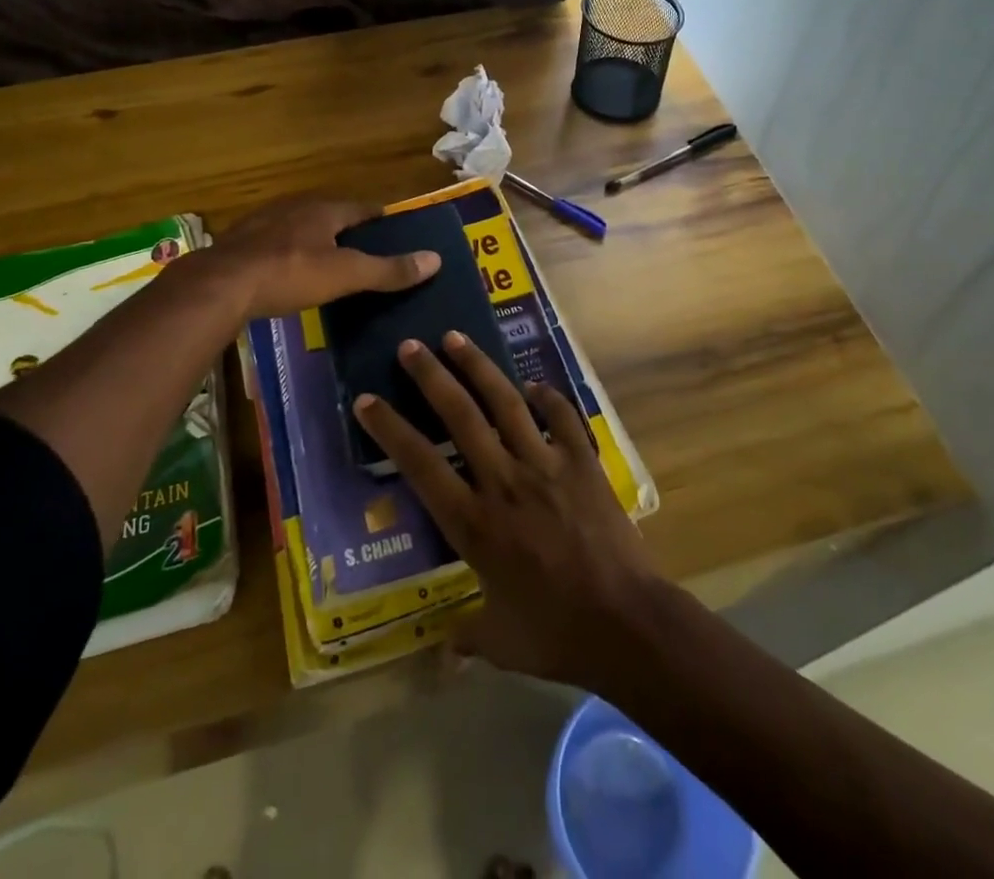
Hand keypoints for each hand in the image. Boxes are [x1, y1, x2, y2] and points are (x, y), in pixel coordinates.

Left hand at [200, 199, 439, 319]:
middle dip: (348, 229)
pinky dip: (289, 254)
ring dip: (316, 240)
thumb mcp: (346, 275)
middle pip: (330, 214)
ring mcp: (263, 223)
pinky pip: (275, 244)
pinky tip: (289, 273)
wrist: (220, 285)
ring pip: (300, 227)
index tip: (396, 229)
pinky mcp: (240, 244)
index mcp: (323, 210)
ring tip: (331, 262)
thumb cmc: (290, 273)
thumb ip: (388, 269)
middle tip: (366, 250)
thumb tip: (436, 259)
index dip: (380, 218)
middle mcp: (294, 207)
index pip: (362, 208)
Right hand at [353, 331, 667, 687]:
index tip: (366, 400)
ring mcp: (545, 465)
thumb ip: (467, 636)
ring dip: (478, 367)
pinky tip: (534, 384)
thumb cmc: (556, 633)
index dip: (390, 429)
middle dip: (430, 376)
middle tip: (410, 346)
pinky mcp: (582, 462)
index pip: (420, 464)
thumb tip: (444, 655)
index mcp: (473, 522)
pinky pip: (561, 417)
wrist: (627, 623)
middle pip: (459, 416)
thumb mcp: (500, 641)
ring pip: (504, 403)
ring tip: (455, 337)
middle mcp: (503, 481)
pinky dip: (547, 397)